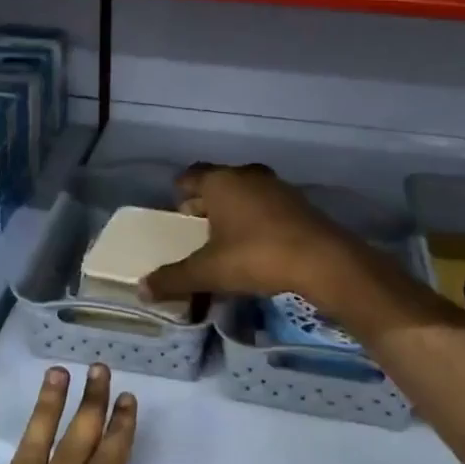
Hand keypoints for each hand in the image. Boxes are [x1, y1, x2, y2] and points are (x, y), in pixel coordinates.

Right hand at [140, 163, 366, 310]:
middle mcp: (248, 175)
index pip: (191, 176)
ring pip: (246, 193)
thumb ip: (174, 278)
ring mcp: (277, 187)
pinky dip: (258, 219)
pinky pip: (268, 206)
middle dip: (207, 203)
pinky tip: (258, 245)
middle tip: (197, 227)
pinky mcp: (300, 204)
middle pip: (219, 183)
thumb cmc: (256, 256)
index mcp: (221, 182)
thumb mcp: (209, 271)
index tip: (176, 211)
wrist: (322, 261)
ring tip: (226, 239)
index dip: (181, 192)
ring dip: (235, 211)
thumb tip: (142, 288)